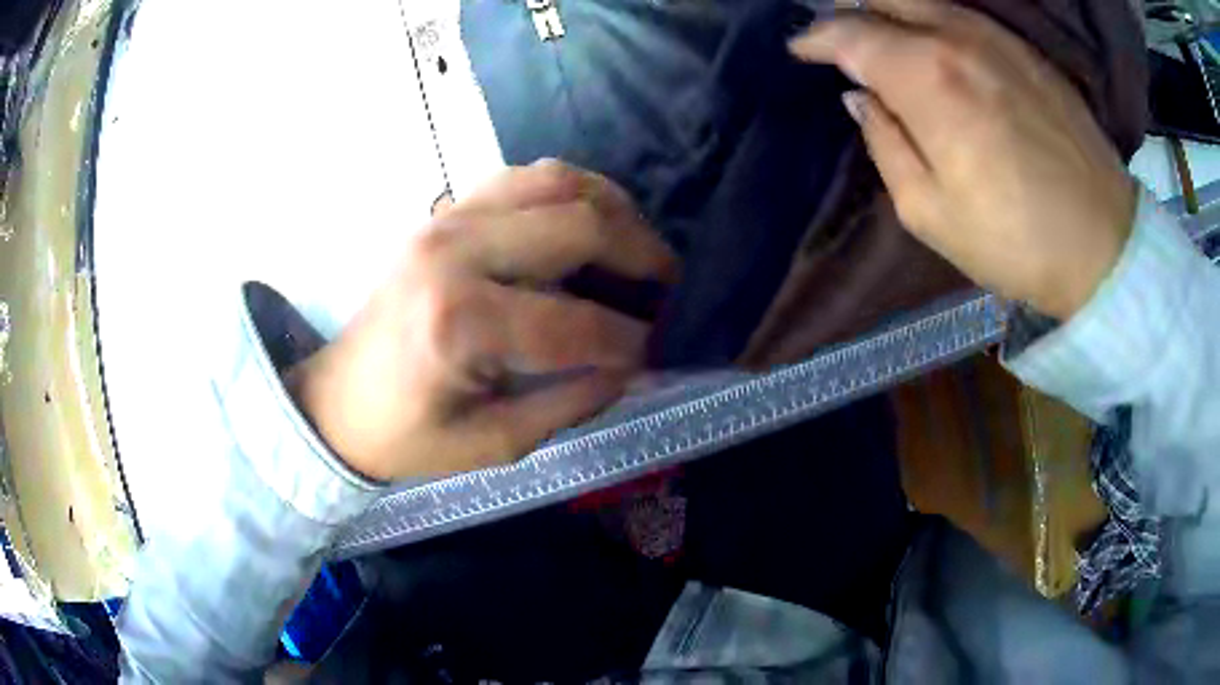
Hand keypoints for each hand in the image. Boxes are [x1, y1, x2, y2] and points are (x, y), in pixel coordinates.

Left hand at [287, 161, 678, 481]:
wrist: (339, 400)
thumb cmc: (408, 435)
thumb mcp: (494, 444)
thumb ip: (572, 402)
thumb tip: (635, 367)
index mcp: (460, 323)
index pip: (578, 323)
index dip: (633, 341)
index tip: (659, 353)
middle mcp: (455, 252)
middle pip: (579, 225)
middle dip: (643, 256)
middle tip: (669, 288)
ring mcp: (447, 219)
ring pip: (556, 181)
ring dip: (613, 210)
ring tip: (637, 248)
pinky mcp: (445, 211)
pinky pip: (524, 178)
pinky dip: (571, 192)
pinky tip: (588, 223)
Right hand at [790, 0, 1136, 319]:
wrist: (1104, 245)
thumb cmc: (1014, 241)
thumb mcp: (928, 211)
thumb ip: (884, 142)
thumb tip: (860, 97)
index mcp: (926, 77)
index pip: (850, 33)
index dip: (816, 39)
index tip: (801, 51)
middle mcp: (956, 37)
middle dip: (850, 12)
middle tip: (840, 39)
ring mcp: (997, 37)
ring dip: (891, 10)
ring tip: (882, 37)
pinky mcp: (1026, 50)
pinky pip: (963, 14)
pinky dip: (933, 19)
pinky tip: (934, 44)